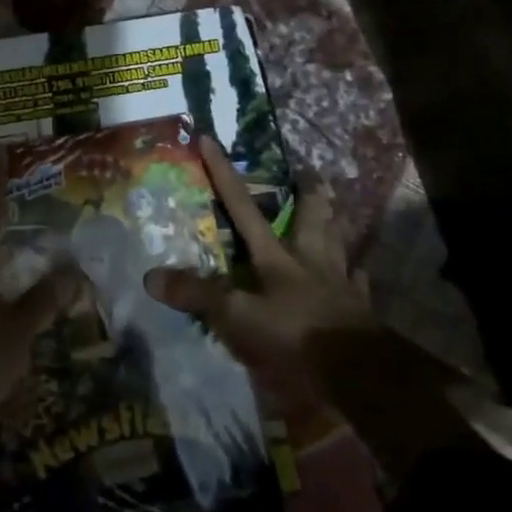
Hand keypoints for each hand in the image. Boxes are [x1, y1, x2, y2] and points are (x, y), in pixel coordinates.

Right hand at [150, 137, 477, 484]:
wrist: (359, 372)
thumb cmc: (295, 338)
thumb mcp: (237, 318)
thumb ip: (198, 295)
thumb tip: (150, 276)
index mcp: (275, 257)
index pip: (242, 206)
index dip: (223, 173)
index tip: (209, 138)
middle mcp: (309, 260)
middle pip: (310, 217)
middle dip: (308, 192)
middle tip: (311, 171)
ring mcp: (339, 282)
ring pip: (338, 242)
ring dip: (336, 223)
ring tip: (337, 208)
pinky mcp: (360, 308)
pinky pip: (358, 282)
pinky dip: (355, 273)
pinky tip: (358, 271)